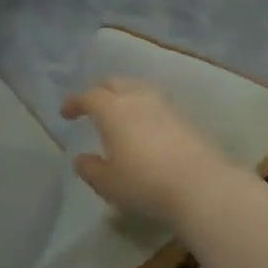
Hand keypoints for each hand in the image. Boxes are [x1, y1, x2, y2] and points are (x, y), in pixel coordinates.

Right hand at [61, 77, 233, 224]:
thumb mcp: (108, 183)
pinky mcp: (186, 116)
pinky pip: (158, 103)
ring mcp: (166, 104)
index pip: (89, 96)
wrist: (200, 184)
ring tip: (121, 113)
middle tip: (93, 106)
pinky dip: (146, 108)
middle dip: (100, 91)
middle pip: (115, 83)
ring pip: (139, 89)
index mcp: (113, 110)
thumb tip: (81, 159)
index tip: (66, 113)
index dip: (75, 102)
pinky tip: (147, 125)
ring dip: (126, 96)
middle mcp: (138, 98)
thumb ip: (90, 169)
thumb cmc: (145, 183)